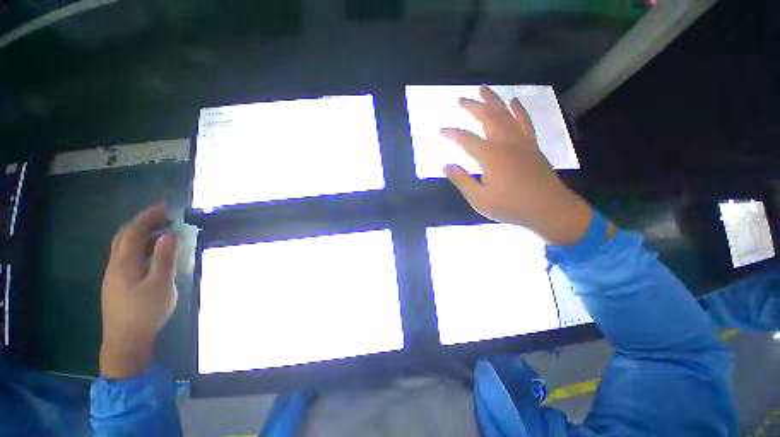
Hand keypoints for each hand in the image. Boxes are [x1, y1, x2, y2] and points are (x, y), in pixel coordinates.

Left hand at [100, 204, 178, 378]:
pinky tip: (151, 255)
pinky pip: (125, 257)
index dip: (147, 216)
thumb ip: (165, 259)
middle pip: (123, 236)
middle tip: (163, 217)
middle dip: (141, 222)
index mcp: (125, 263)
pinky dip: (138, 247)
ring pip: (122, 247)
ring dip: (139, 234)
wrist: (125, 342)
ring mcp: (113, 275)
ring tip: (160, 233)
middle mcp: (115, 265)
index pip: (133, 231)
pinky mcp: (116, 284)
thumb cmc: (145, 312)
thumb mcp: (161, 285)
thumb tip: (169, 234)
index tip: (165, 208)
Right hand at [441, 85, 593, 244]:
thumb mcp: (479, 199)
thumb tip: (446, 165)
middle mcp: (505, 143)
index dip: (452, 134)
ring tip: (485, 89)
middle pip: (488, 118)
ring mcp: (521, 142)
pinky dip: (519, 110)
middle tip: (461, 99)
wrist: (548, 209)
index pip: (466, 140)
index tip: (441, 131)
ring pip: (506, 115)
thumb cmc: (510, 206)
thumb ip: (462, 180)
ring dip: (494, 101)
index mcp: (490, 156)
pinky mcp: (532, 146)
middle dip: (473, 107)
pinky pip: (525, 122)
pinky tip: (515, 101)